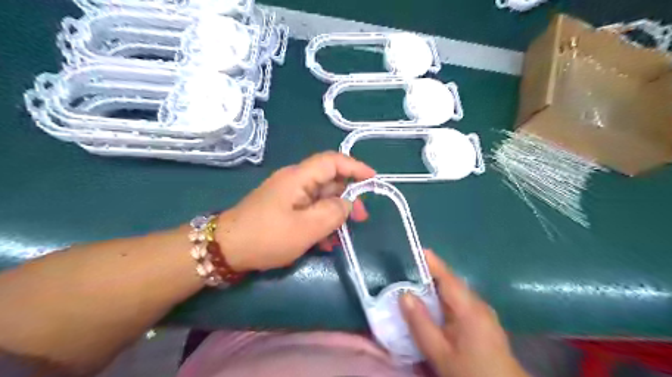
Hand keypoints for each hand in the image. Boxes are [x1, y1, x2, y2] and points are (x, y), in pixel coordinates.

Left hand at [215, 151, 375, 272]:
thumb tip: (347, 203)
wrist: (226, 249)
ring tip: (342, 235)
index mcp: (299, 177)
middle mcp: (294, 180)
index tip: (373, 180)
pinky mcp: (283, 207)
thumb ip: (333, 213)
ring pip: (320, 197)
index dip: (355, 167)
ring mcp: (288, 194)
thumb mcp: (306, 228)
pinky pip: (309, 209)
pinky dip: (320, 221)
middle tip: (360, 218)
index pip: (332, 161)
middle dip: (348, 197)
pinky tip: (324, 242)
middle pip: (329, 180)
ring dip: (334, 213)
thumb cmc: (267, 237)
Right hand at [400, 250, 526, 375]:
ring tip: (415, 285)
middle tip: (407, 270)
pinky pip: (460, 303)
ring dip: (436, 288)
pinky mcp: (484, 322)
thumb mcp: (440, 353)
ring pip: (456, 294)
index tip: (417, 249)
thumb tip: (404, 294)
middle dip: (430, 274)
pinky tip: (433, 308)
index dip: (432, 263)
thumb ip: (421, 324)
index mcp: (470, 309)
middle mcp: (479, 306)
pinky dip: (444, 300)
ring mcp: (484, 314)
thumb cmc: (471, 373)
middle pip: (452, 284)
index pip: (448, 278)